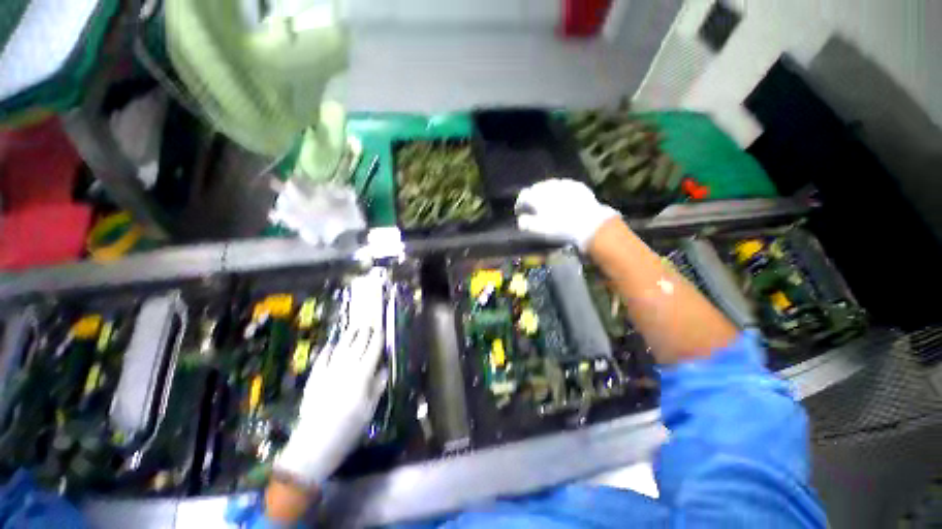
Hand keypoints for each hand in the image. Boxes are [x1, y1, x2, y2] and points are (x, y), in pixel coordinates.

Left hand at [273, 275, 387, 487]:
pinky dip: (326, 351)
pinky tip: (330, 344)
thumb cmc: (347, 430)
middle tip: (369, 323)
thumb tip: (383, 369)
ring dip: (347, 337)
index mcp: (361, 377)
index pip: (372, 352)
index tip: (381, 329)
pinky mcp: (314, 380)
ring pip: (340, 350)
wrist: (313, 446)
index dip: (377, 340)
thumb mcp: (369, 410)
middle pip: (356, 347)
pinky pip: (321, 360)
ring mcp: (327, 374)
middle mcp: (345, 370)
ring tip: (354, 327)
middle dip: (364, 334)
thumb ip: (377, 386)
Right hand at [515, 179, 619, 250]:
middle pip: (536, 188)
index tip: (520, 213)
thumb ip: (525, 223)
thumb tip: (521, 219)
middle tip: (534, 208)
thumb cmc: (559, 228)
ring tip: (549, 204)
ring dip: (547, 194)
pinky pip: (565, 186)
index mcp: (536, 196)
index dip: (520, 205)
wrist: (589, 224)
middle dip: (533, 197)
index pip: (523, 196)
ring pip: (550, 186)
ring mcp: (564, 183)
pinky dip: (561, 192)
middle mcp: (549, 185)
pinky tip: (564, 201)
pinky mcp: (578, 186)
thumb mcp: (537, 229)